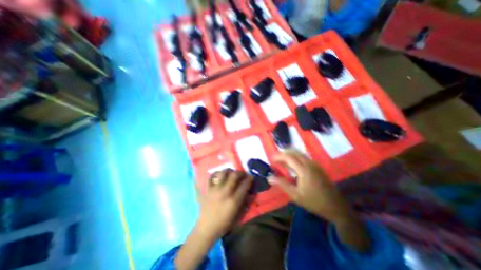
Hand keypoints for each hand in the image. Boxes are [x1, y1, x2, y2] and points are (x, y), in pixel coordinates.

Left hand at [197, 169, 255, 239]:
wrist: (206, 228)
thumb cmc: (224, 224)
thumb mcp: (238, 216)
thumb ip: (246, 203)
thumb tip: (251, 193)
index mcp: (234, 200)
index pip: (244, 185)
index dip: (249, 179)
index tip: (251, 177)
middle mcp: (225, 192)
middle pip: (234, 175)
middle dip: (240, 173)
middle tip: (242, 174)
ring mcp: (215, 189)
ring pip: (223, 173)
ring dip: (229, 171)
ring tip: (231, 173)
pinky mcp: (207, 189)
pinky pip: (210, 177)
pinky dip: (215, 174)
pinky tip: (219, 175)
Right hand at [269, 150, 351, 223]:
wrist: (336, 207)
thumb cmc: (314, 202)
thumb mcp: (295, 195)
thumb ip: (282, 184)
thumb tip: (269, 177)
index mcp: (304, 170)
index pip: (289, 157)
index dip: (279, 156)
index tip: (271, 159)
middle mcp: (309, 163)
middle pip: (294, 152)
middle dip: (284, 153)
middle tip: (276, 158)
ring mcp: (315, 164)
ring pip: (300, 153)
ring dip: (290, 154)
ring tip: (282, 160)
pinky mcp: (317, 166)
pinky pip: (304, 157)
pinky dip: (296, 157)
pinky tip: (293, 164)